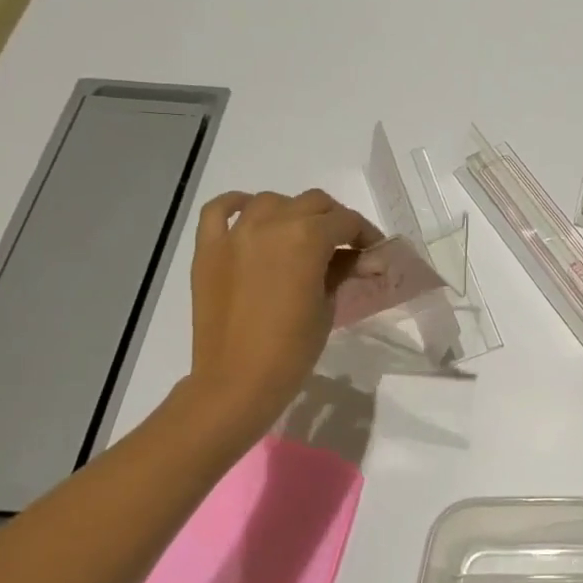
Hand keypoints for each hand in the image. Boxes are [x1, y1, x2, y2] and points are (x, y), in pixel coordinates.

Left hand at [185, 189, 380, 436]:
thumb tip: (366, 258)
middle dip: (334, 220)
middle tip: (345, 246)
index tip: (374, 252)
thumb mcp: (328, 306)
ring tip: (300, 237)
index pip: (346, 221)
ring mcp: (235, 233)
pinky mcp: (208, 249)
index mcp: (306, 238)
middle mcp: (270, 223)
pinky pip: (219, 210)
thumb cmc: (293, 348)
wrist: (237, 380)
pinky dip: (237, 205)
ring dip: (293, 212)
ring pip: (271, 201)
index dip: (366, 234)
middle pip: (313, 203)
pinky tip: (251, 217)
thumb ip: (344, 271)